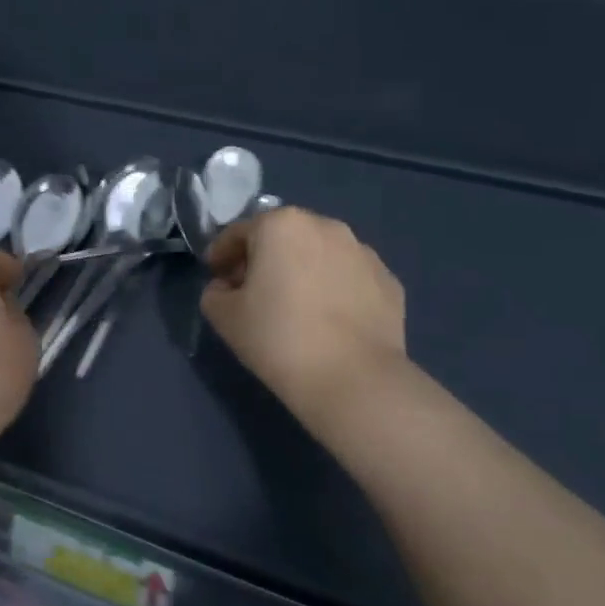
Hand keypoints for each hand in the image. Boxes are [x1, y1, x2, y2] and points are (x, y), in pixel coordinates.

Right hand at [200, 206, 407, 421]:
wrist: (353, 380)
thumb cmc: (278, 338)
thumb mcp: (223, 316)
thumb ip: (214, 292)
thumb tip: (227, 288)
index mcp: (281, 225)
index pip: (239, 233)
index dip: (221, 255)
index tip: (215, 278)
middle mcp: (325, 226)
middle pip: (282, 236)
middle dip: (264, 258)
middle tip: (253, 291)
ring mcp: (363, 252)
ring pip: (319, 254)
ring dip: (302, 270)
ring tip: (295, 307)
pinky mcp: (389, 282)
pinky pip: (348, 277)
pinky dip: (334, 289)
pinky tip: (328, 321)